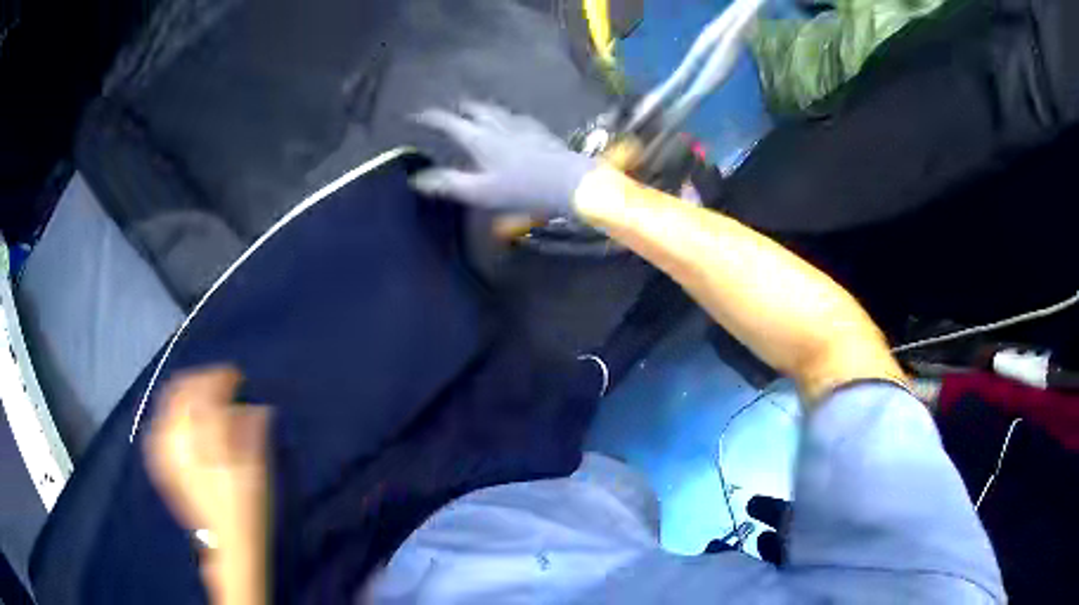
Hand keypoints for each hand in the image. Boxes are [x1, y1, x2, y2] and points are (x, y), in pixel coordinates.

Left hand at [144, 367, 268, 604]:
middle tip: (218, 382)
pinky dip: (167, 414)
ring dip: (182, 392)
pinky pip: (157, 429)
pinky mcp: (164, 467)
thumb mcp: (256, 475)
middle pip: (180, 394)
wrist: (230, 547)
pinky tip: (176, 417)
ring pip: (165, 407)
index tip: (236, 376)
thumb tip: (255, 406)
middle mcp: (180, 444)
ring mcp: (167, 455)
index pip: (204, 393)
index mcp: (204, 443)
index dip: (220, 378)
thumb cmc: (248, 512)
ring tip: (199, 392)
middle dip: (199, 380)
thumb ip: (251, 436)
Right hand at [412, 101, 597, 214]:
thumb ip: (448, 183)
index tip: (416, 115)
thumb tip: (417, 178)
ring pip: (495, 110)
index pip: (448, 121)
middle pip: (474, 108)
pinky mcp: (539, 130)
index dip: (430, 117)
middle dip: (457, 108)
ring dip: (480, 109)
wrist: (571, 182)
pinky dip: (502, 116)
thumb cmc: (523, 189)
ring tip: (473, 113)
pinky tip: (509, 123)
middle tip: (447, 111)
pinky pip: (514, 117)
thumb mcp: (480, 192)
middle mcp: (498, 124)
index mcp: (479, 138)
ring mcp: (521, 125)